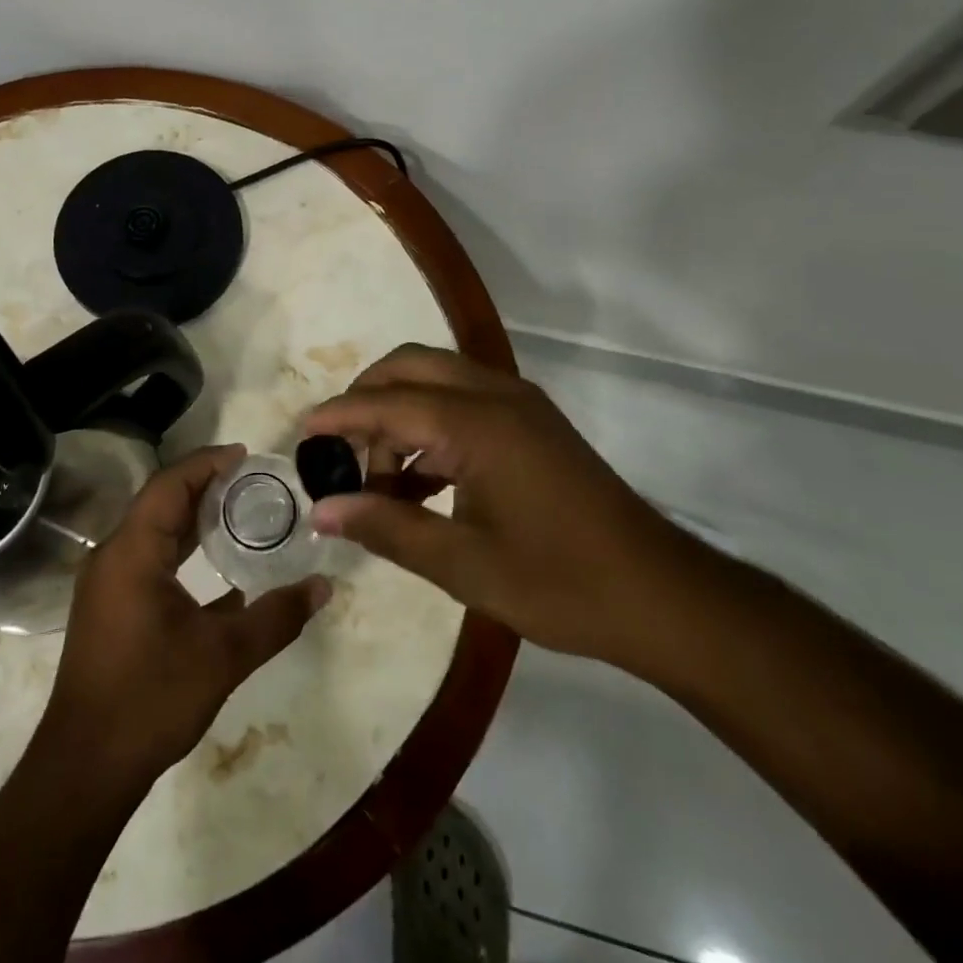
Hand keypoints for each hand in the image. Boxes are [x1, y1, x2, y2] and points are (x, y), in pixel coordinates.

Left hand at [39, 445, 330, 784]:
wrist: (86, 767)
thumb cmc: (151, 698)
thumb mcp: (223, 656)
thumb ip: (276, 617)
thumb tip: (323, 586)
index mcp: (132, 551)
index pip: (170, 484)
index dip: (207, 463)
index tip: (246, 455)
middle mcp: (113, 556)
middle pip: (161, 502)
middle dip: (205, 486)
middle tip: (253, 481)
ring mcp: (108, 583)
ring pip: (154, 532)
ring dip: (193, 518)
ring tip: (240, 511)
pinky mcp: (111, 607)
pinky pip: (149, 559)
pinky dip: (182, 550)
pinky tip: (218, 567)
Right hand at [303, 345, 691, 664]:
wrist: (663, 596)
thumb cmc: (561, 583)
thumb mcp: (463, 565)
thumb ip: (387, 527)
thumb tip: (321, 511)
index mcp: (477, 423)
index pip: (386, 403)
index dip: (337, 417)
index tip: (300, 435)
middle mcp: (495, 395)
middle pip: (409, 366)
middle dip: (366, 397)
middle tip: (339, 449)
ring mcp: (518, 404)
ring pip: (436, 377)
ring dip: (398, 411)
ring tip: (378, 475)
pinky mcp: (532, 422)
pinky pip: (462, 400)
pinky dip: (429, 424)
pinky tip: (420, 480)